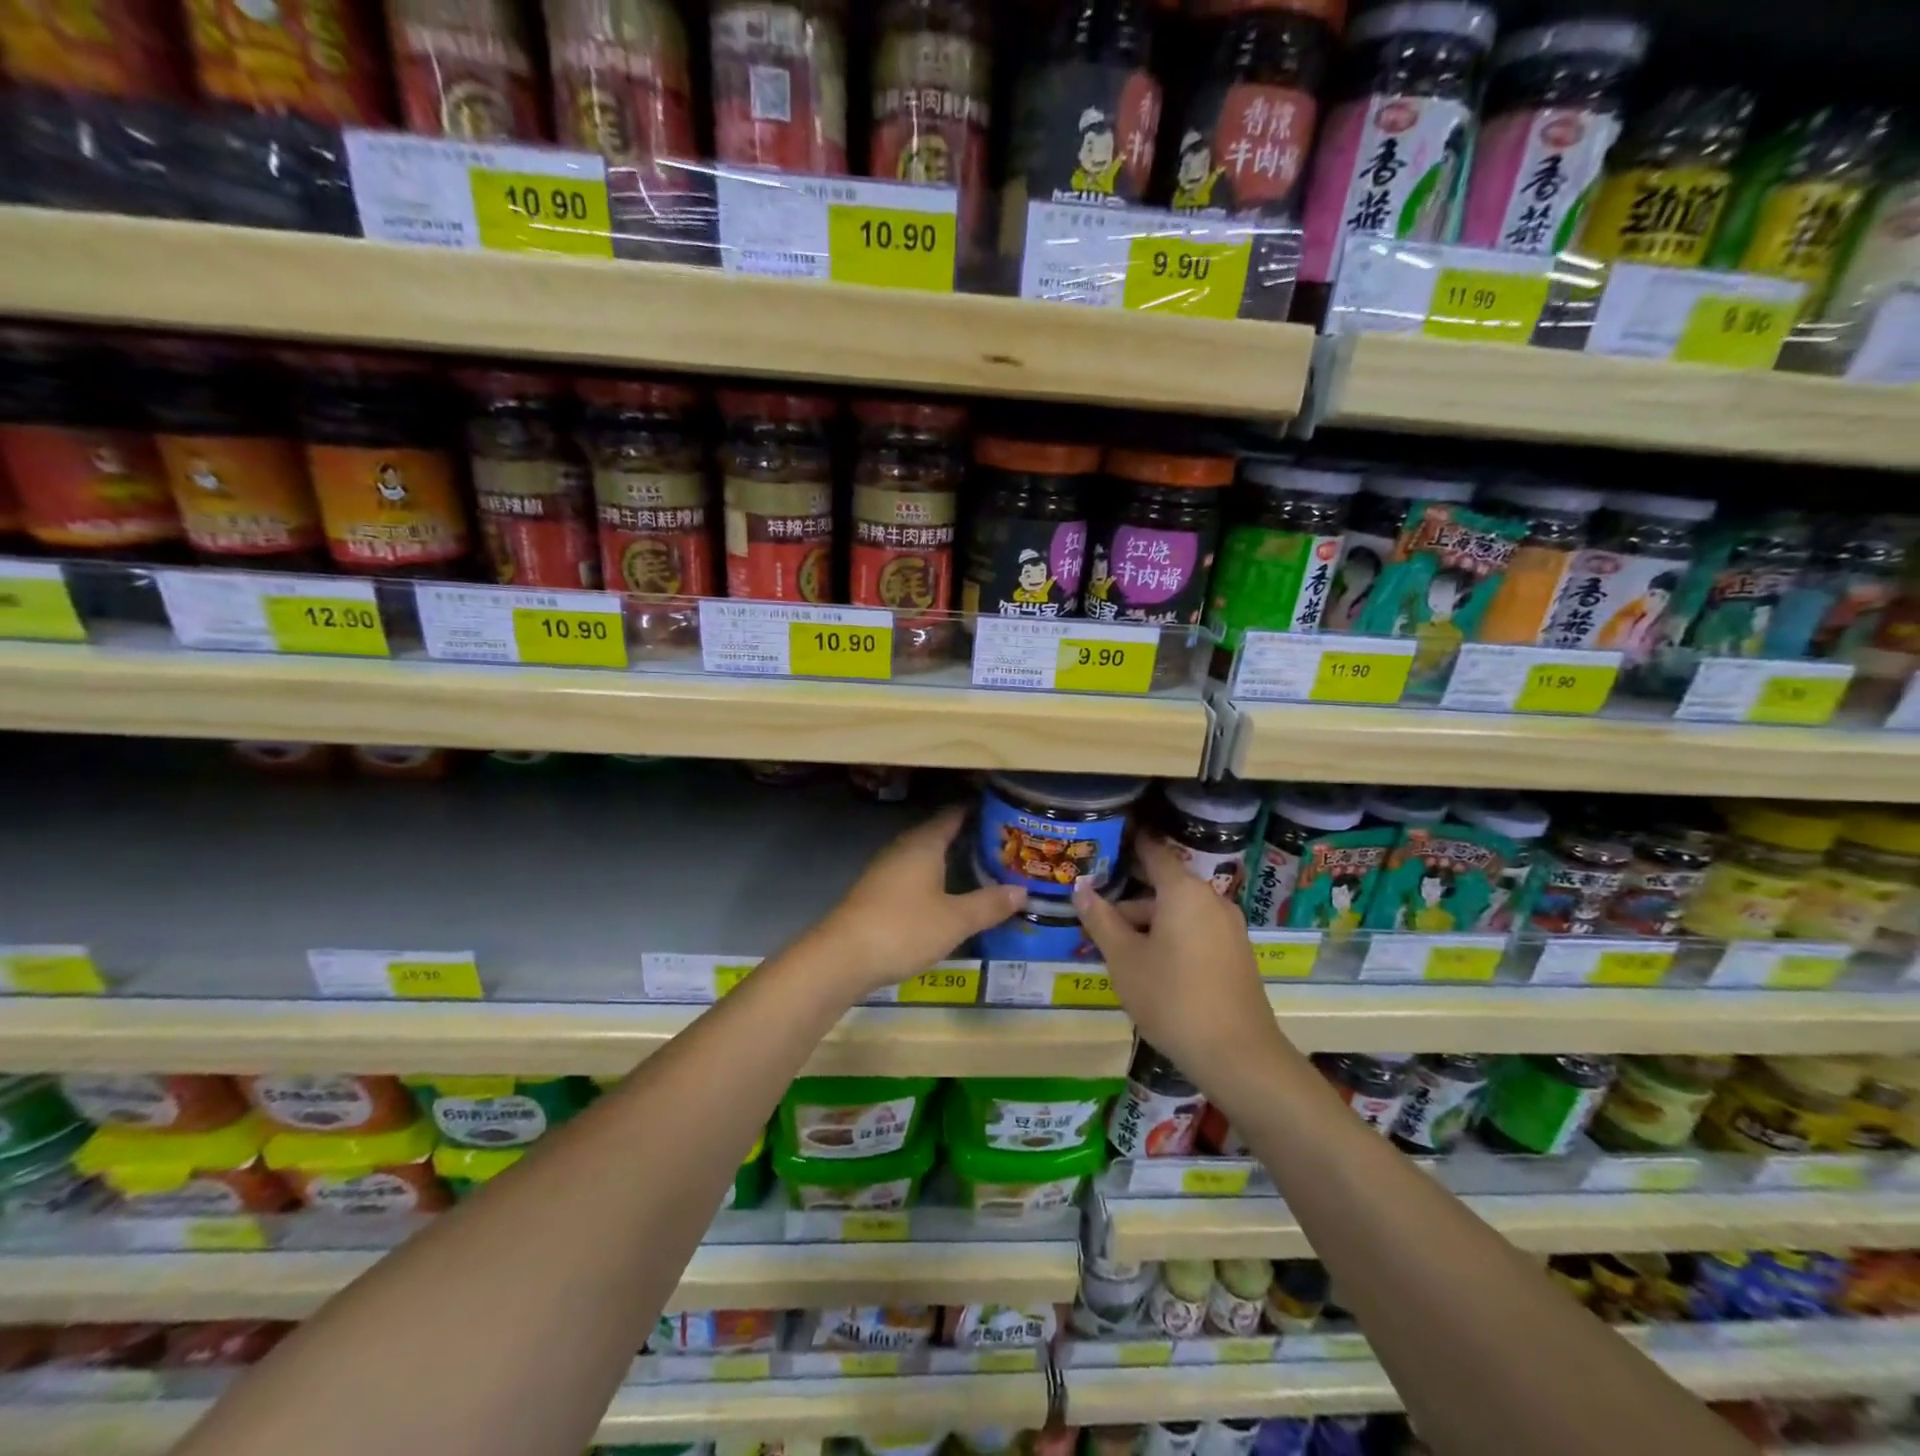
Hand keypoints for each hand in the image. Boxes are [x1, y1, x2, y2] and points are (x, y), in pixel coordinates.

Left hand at [806, 806, 1025, 998]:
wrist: (841, 958)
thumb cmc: (903, 928)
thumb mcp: (955, 920)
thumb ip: (989, 904)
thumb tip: (1022, 890)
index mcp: (924, 843)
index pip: (954, 815)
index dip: (978, 811)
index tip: (1005, 814)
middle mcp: (903, 848)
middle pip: (939, 834)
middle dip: (968, 838)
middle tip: (1003, 846)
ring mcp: (886, 870)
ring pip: (925, 856)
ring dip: (950, 860)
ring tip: (982, 869)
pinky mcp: (876, 893)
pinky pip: (913, 875)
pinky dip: (934, 879)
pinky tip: (947, 896)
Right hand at [1074, 833, 1284, 1080]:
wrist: (1237, 1055)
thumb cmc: (1172, 998)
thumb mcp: (1124, 959)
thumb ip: (1100, 919)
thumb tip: (1080, 887)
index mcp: (1184, 891)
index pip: (1152, 851)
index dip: (1128, 843)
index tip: (1105, 838)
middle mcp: (1210, 899)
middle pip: (1162, 886)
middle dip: (1127, 898)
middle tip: (1093, 909)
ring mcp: (1228, 927)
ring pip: (1177, 912)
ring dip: (1146, 922)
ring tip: (1112, 947)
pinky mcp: (1235, 953)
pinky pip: (1194, 930)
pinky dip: (1168, 937)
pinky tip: (1146, 965)